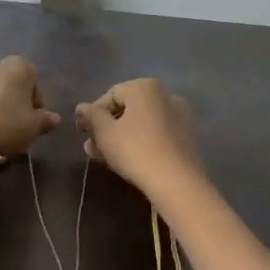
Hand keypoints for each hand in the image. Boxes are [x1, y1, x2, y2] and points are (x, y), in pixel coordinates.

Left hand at [0, 56, 62, 161]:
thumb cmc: (6, 125)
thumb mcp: (33, 127)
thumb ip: (44, 121)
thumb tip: (54, 119)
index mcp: (17, 67)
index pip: (33, 82)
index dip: (36, 104)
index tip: (35, 123)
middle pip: (9, 89)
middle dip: (13, 109)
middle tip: (16, 132)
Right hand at [75, 78, 205, 198]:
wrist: (177, 182)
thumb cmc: (135, 151)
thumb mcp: (105, 133)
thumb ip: (91, 116)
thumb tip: (81, 107)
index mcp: (145, 87)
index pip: (111, 95)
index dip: (93, 113)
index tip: (82, 133)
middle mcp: (166, 95)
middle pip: (128, 109)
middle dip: (107, 127)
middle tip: (92, 148)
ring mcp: (180, 116)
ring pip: (142, 123)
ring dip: (122, 136)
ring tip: (106, 157)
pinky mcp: (188, 136)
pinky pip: (157, 133)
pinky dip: (141, 142)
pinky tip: (130, 160)